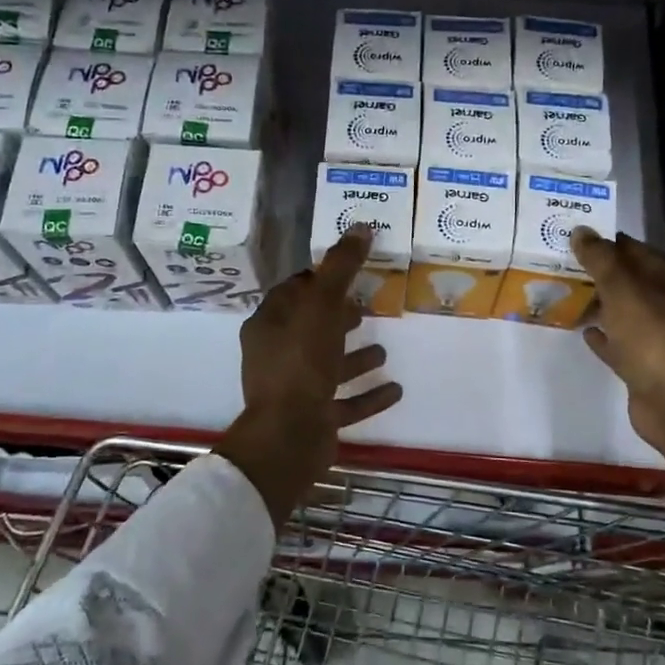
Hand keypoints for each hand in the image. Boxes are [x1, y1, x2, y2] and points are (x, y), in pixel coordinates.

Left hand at [215, 225, 403, 527]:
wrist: (288, 437)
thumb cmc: (300, 363)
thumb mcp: (322, 306)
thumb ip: (341, 268)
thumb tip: (361, 226)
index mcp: (269, 325)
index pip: (292, 292)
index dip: (318, 280)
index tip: (347, 272)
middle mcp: (276, 354)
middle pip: (310, 328)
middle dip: (337, 317)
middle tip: (365, 307)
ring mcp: (294, 389)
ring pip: (327, 366)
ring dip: (354, 357)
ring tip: (384, 347)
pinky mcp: (312, 419)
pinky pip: (343, 402)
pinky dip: (367, 395)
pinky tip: (395, 389)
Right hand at [570, 228, 664, 515]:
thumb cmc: (654, 340)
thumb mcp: (624, 292)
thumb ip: (602, 261)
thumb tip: (582, 230)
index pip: (640, 252)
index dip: (611, 242)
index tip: (579, 235)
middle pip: (633, 283)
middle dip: (602, 272)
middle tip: (565, 261)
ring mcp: (660, 340)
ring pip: (626, 314)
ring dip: (601, 304)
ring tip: (568, 291)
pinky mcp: (646, 368)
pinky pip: (621, 345)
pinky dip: (604, 336)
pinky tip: (584, 330)